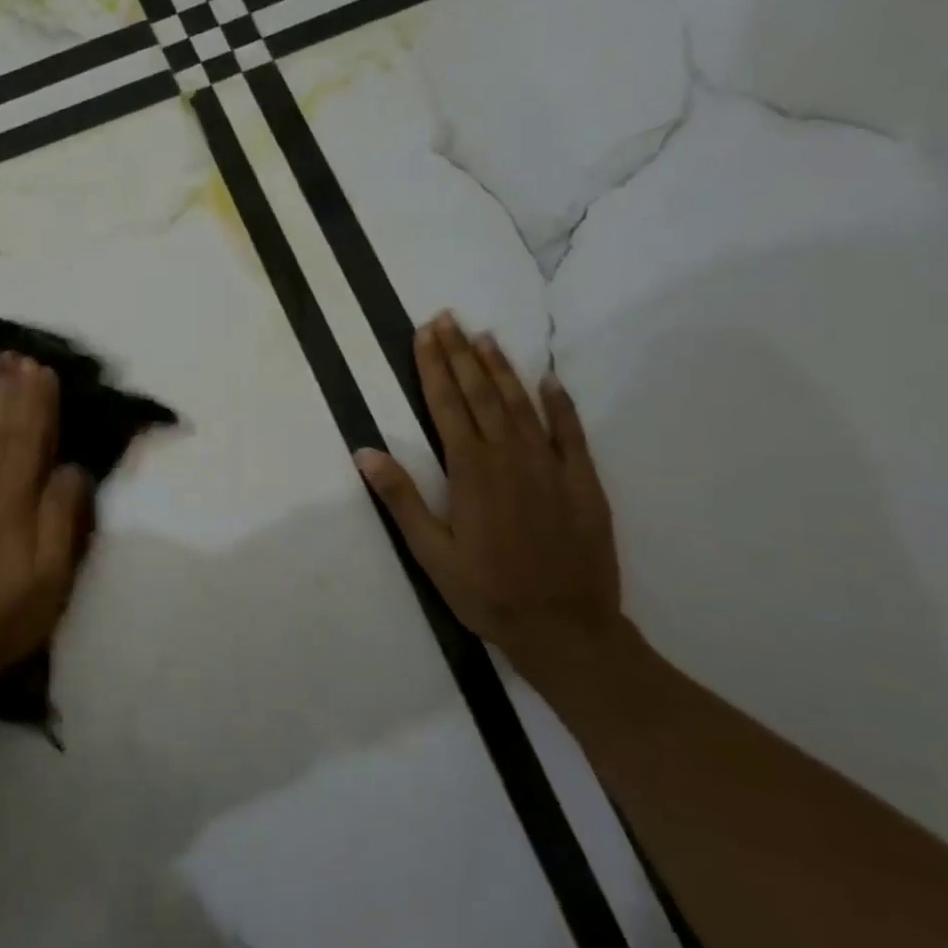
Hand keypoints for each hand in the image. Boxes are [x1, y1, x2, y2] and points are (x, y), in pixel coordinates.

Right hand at [354, 312, 625, 678]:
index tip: (424, 333)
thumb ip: (401, 498)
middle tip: (447, 318)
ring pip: (521, 404)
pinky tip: (549, 381)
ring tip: (485, 336)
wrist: (567, 629)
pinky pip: (570, 432)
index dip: (433, 366)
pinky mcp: (582, 482)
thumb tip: (365, 451)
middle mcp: (510, 457)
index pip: (447, 404)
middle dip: (460, 353)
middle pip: (481, 393)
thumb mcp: (430, 552)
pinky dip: (559, 403)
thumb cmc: (487, 592)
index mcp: (470, 471)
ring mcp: (550, 466)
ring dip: (501, 368)